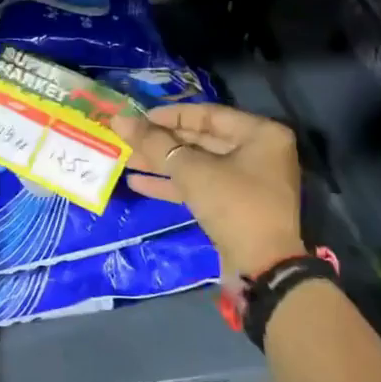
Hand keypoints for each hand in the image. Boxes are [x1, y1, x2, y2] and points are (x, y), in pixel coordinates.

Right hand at [112, 102, 305, 280]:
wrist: (261, 267)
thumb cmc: (233, 205)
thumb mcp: (191, 170)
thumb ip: (154, 143)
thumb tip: (119, 119)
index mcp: (260, 134)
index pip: (208, 114)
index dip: (169, 116)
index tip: (138, 118)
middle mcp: (258, 152)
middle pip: (201, 139)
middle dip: (161, 142)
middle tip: (127, 139)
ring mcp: (247, 181)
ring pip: (197, 164)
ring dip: (161, 164)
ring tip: (125, 160)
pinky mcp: (235, 205)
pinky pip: (201, 186)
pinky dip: (173, 184)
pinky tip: (138, 183)